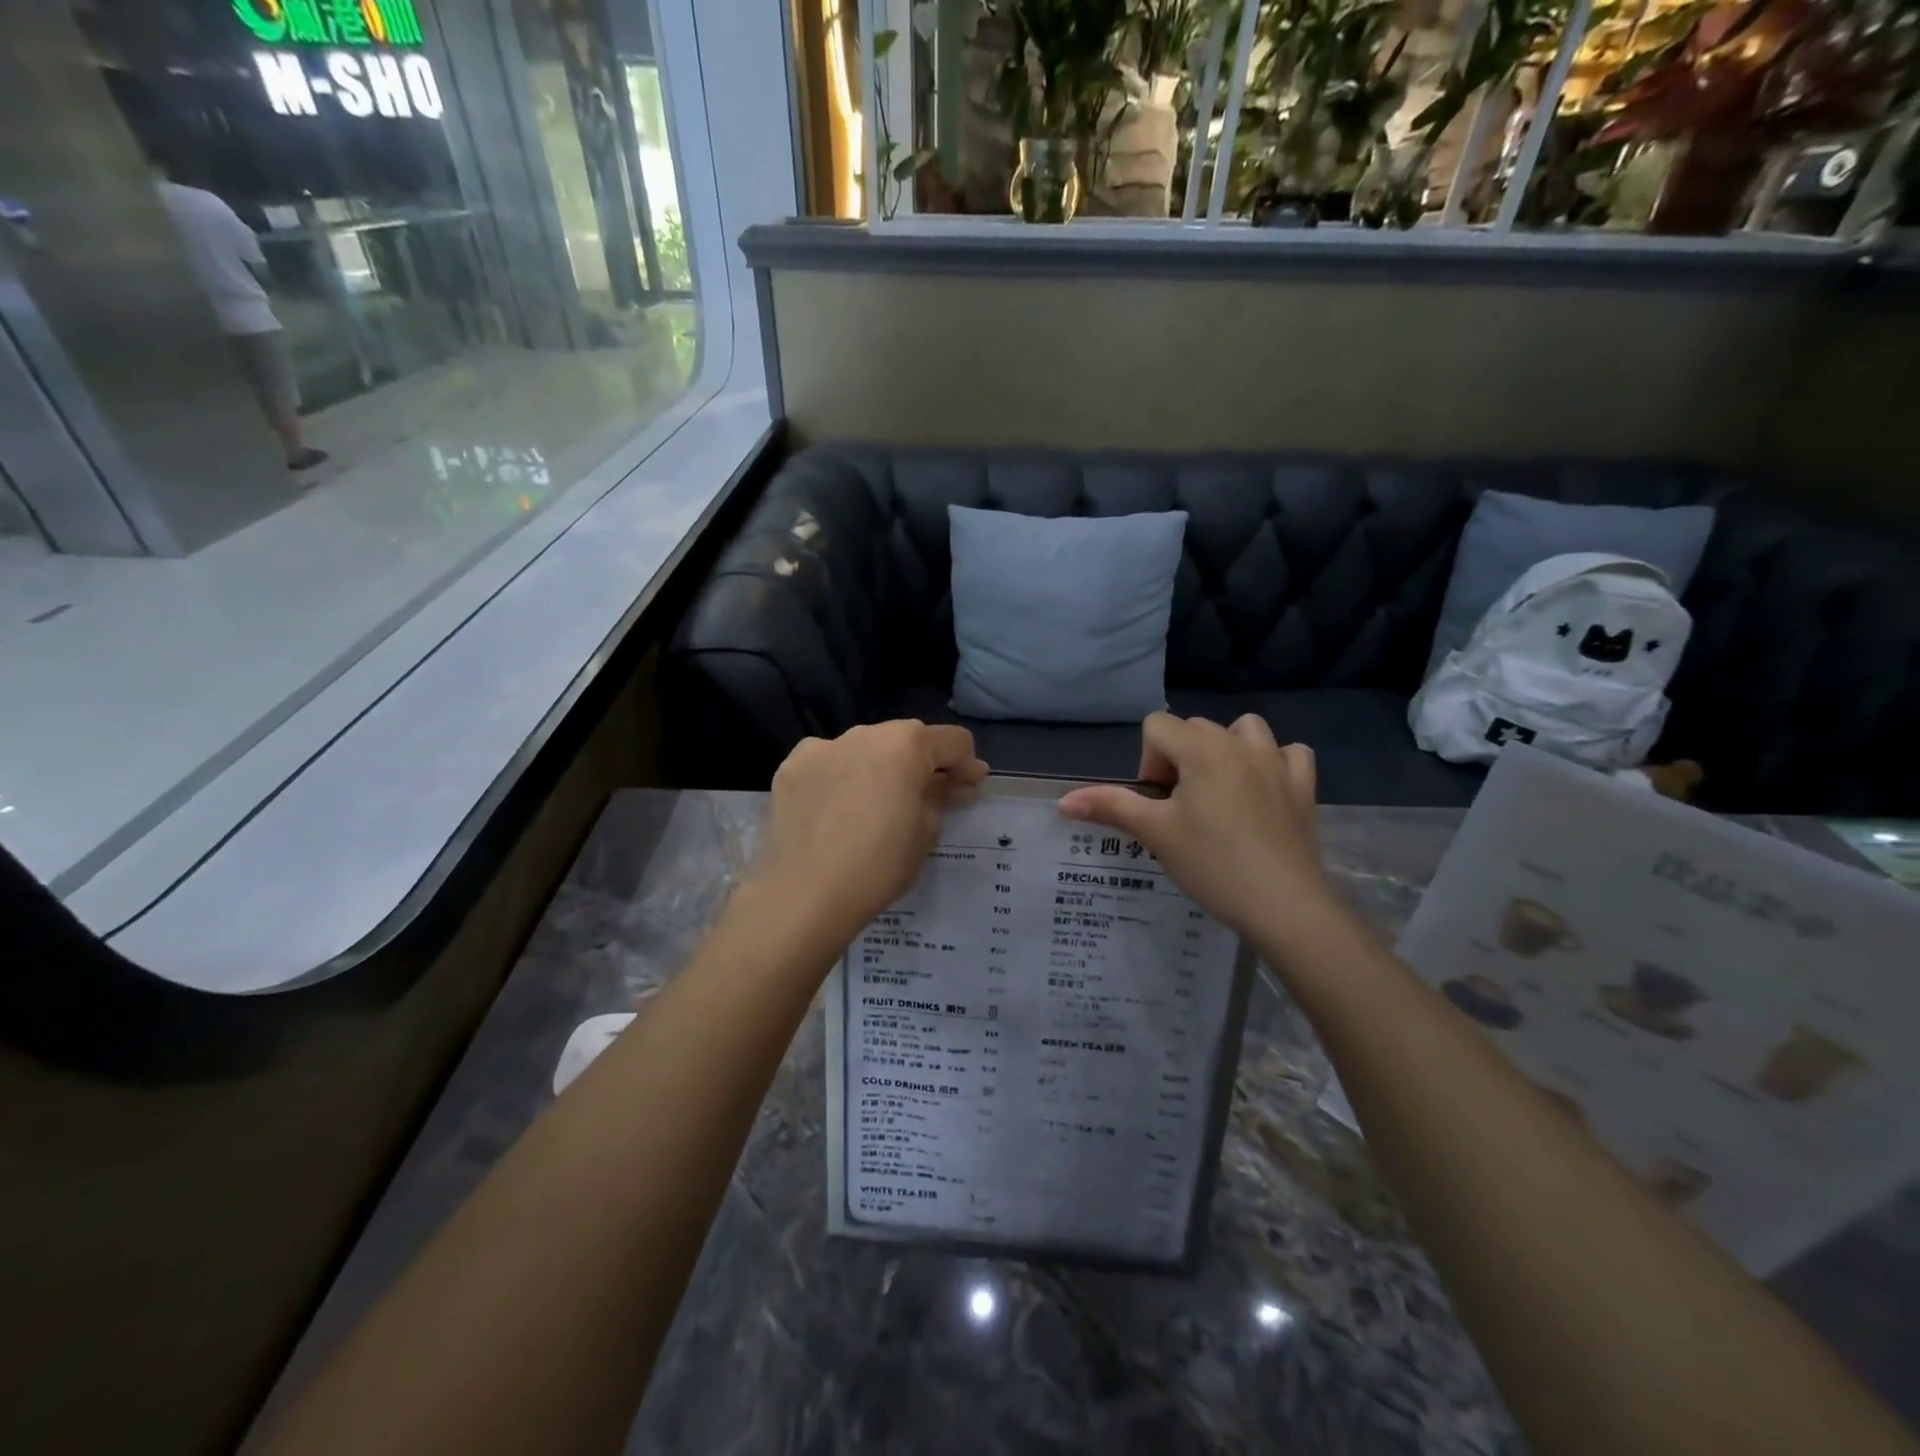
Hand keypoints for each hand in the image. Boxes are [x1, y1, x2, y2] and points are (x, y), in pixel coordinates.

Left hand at [748, 720, 988, 946]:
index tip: (968, 790)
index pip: (953, 741)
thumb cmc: (879, 865)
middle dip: (922, 763)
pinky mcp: (791, 767)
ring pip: (865, 748)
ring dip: (880, 767)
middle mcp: (864, 733)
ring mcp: (822, 746)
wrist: (804, 895)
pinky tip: (837, 808)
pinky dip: (840, 776)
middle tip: (926, 798)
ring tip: (875, 805)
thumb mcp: (926, 832)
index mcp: (906, 745)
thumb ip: (941, 795)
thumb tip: (950, 781)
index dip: (967, 765)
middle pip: (907, 739)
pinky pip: (828, 762)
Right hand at [1057, 713, 1341, 948]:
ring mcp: (1278, 763)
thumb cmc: (1212, 864)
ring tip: (1220, 790)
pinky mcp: (1303, 786)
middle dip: (1179, 760)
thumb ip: (1110, 806)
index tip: (1158, 804)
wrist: (1283, 905)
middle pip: (1194, 728)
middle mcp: (1240, 744)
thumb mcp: (1155, 833)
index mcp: (1202, 750)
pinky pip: (1288, 753)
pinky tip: (1264, 790)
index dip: (1148, 763)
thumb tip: (1064, 801)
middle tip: (1181, 809)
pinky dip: (1273, 763)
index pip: (1157, 726)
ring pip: (1244, 729)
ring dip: (1227, 749)